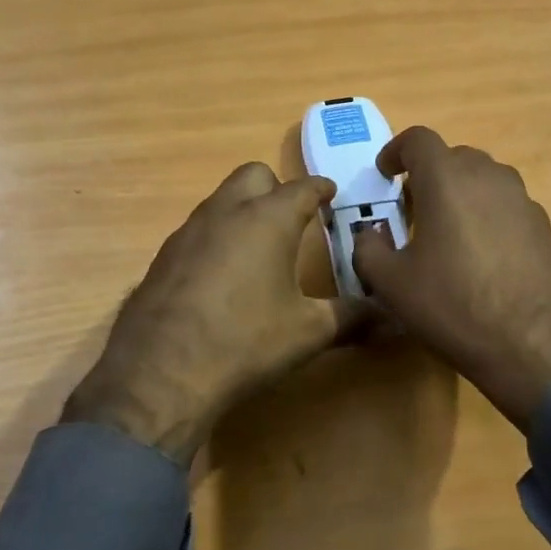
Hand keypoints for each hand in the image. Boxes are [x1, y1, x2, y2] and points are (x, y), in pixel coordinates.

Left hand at [63, 162, 371, 463]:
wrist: (160, 374)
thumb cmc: (245, 342)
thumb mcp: (308, 332)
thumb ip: (351, 317)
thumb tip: (390, 316)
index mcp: (267, 219)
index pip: (302, 187)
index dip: (320, 188)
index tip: (330, 194)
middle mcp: (226, 212)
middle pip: (253, 175)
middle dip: (276, 188)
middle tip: (293, 220)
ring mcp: (187, 231)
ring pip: (221, 200)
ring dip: (243, 211)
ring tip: (259, 247)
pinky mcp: (162, 256)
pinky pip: (197, 230)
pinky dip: (216, 238)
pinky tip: (221, 277)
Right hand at [351, 128, 550, 432]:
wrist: (533, 345)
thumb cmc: (452, 305)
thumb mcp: (391, 283)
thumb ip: (368, 248)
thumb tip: (370, 234)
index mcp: (446, 179)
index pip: (418, 139)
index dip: (396, 151)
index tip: (386, 174)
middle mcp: (489, 177)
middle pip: (454, 157)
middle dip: (430, 175)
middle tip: (414, 209)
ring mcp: (523, 200)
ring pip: (485, 180)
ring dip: (462, 194)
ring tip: (449, 232)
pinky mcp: (545, 227)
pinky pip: (508, 207)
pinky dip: (489, 217)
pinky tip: (483, 258)